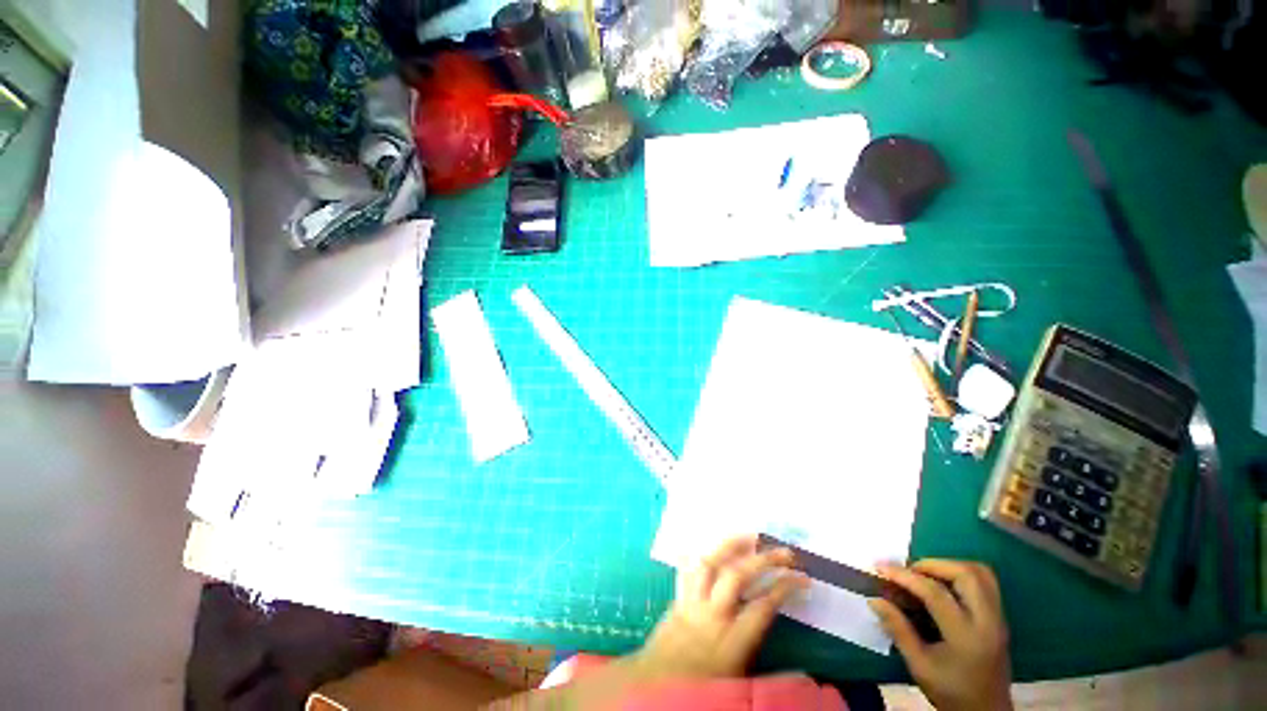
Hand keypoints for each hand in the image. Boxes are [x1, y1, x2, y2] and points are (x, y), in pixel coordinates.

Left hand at [634, 535, 808, 680]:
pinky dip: (699, 555)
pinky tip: (709, 546)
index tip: (802, 578)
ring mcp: (691, 603)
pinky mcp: (677, 599)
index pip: (763, 606)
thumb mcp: (740, 690)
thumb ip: (769, 678)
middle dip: (763, 560)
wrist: (654, 691)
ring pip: (709, 564)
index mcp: (731, 643)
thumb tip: (802, 673)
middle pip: (737, 576)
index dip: (784, 588)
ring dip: (731, 546)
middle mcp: (711, 616)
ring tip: (750, 536)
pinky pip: (687, 569)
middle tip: (785, 552)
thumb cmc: (702, 693)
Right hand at [869, 560, 1012, 710]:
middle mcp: (987, 621)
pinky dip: (962, 574)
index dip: (905, 576)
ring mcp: (998, 618)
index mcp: (966, 636)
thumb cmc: (950, 692)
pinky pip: (986, 583)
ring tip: (926, 574)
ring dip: (950, 565)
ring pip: (980, 573)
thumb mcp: (919, 665)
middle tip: (909, 570)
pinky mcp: (1000, 618)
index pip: (935, 593)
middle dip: (932, 564)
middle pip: (966, 574)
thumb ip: (898, 629)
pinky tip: (943, 584)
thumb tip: (874, 599)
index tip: (881, 567)